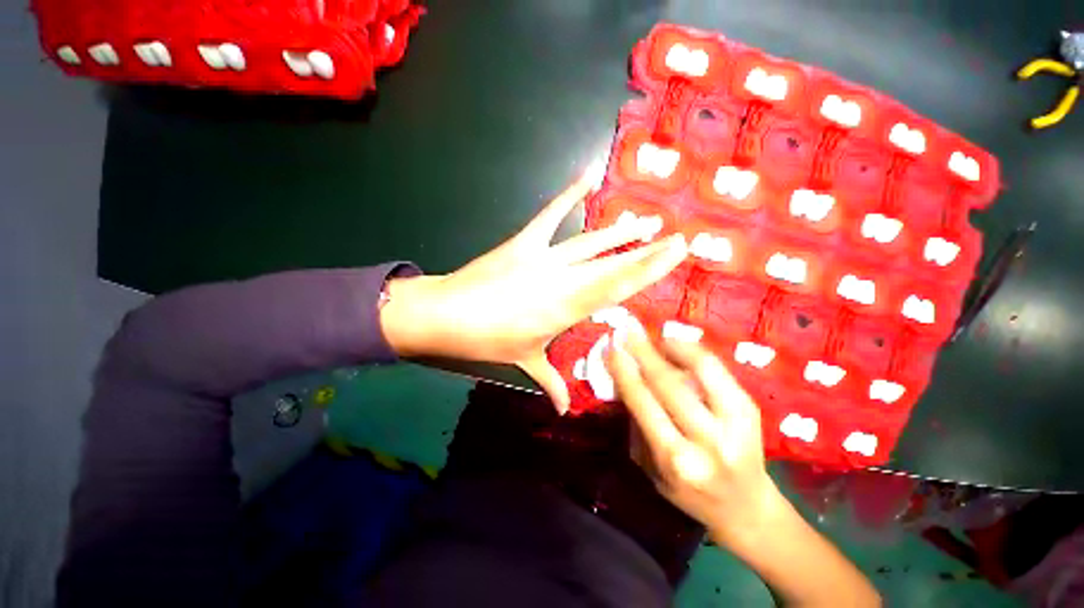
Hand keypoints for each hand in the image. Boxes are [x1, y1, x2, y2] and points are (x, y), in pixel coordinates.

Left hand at [381, 167, 688, 412]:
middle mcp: (562, 280)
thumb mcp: (525, 360)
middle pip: (612, 264)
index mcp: (567, 309)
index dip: (648, 270)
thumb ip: (551, 382)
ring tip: (647, 221)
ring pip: (590, 242)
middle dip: (646, 252)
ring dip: (620, 232)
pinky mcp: (524, 241)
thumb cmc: (489, 340)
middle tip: (677, 239)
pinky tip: (588, 176)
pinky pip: (550, 215)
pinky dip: (568, 195)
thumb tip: (564, 410)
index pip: (617, 288)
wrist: (447, 314)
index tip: (675, 255)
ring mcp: (543, 257)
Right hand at [605, 324, 780, 542]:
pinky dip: (694, 352)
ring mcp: (734, 424)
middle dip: (643, 352)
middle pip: (668, 384)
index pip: (642, 403)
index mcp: (675, 459)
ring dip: (670, 346)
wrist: (745, 507)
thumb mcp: (650, 468)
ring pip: (699, 371)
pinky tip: (676, 344)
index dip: (624, 371)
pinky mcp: (750, 410)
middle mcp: (706, 441)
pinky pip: (718, 371)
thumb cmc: (688, 492)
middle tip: (626, 330)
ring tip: (652, 336)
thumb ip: (637, 425)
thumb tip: (625, 381)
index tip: (611, 348)